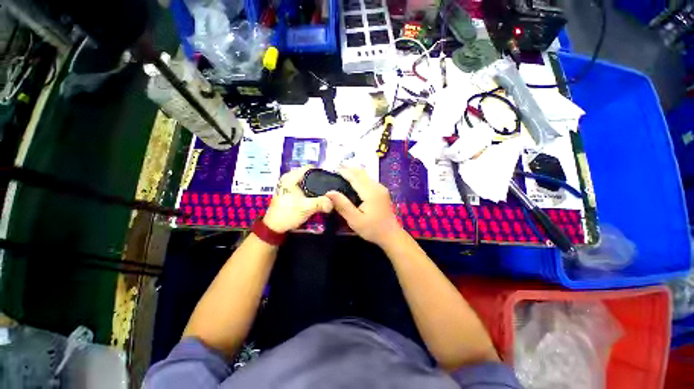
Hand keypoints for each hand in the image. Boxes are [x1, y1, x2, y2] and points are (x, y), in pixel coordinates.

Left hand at [263, 165, 332, 232]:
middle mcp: (288, 178)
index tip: (331, 180)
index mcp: (291, 177)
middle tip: (330, 187)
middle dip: (319, 180)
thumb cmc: (288, 214)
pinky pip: (303, 186)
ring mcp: (288, 184)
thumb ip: (322, 202)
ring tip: (325, 192)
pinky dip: (310, 190)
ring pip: (306, 181)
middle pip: (309, 174)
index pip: (310, 168)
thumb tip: (333, 202)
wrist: (274, 227)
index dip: (322, 172)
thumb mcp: (307, 207)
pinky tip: (317, 196)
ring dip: (315, 186)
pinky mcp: (289, 191)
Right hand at [325, 168, 402, 246]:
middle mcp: (377, 187)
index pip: (355, 177)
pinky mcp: (382, 192)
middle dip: (349, 169)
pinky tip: (354, 180)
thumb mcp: (355, 220)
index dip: (344, 171)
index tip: (333, 168)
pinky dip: (360, 177)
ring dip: (354, 172)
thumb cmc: (372, 229)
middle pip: (361, 173)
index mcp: (370, 192)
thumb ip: (342, 205)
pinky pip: (369, 180)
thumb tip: (329, 192)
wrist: (391, 235)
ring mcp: (381, 188)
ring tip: (343, 171)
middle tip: (336, 167)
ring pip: (366, 175)